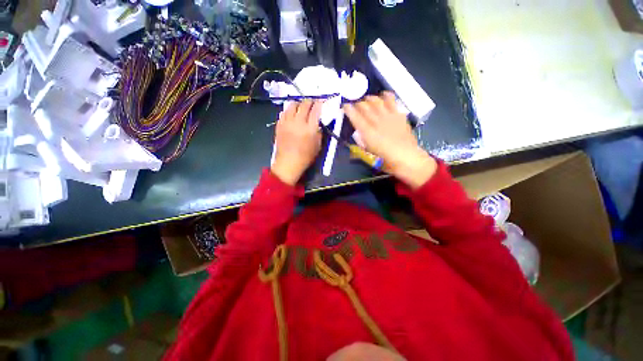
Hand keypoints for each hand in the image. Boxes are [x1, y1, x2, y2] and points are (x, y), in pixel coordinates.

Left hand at [271, 100, 322, 184]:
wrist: (288, 163)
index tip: (321, 102)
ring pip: (292, 105)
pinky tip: (291, 114)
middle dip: (310, 101)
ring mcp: (287, 122)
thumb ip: (319, 132)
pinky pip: (284, 112)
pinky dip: (289, 110)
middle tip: (312, 103)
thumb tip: (318, 123)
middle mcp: (298, 122)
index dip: (319, 103)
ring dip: (298, 103)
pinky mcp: (279, 125)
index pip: (316, 110)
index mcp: (310, 128)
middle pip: (304, 104)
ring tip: (301, 106)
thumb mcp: (318, 146)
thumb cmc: (305, 157)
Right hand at [343, 92, 436, 188]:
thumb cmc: (386, 160)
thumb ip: (360, 146)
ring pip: (376, 101)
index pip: (355, 117)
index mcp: (368, 133)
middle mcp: (377, 122)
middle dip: (357, 104)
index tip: (344, 106)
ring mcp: (389, 117)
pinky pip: (392, 101)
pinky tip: (383, 96)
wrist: (407, 158)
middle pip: (364, 106)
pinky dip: (386, 96)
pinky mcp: (399, 115)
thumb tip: (355, 140)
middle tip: (356, 106)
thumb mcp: (369, 156)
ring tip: (367, 100)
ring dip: (369, 98)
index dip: (348, 110)